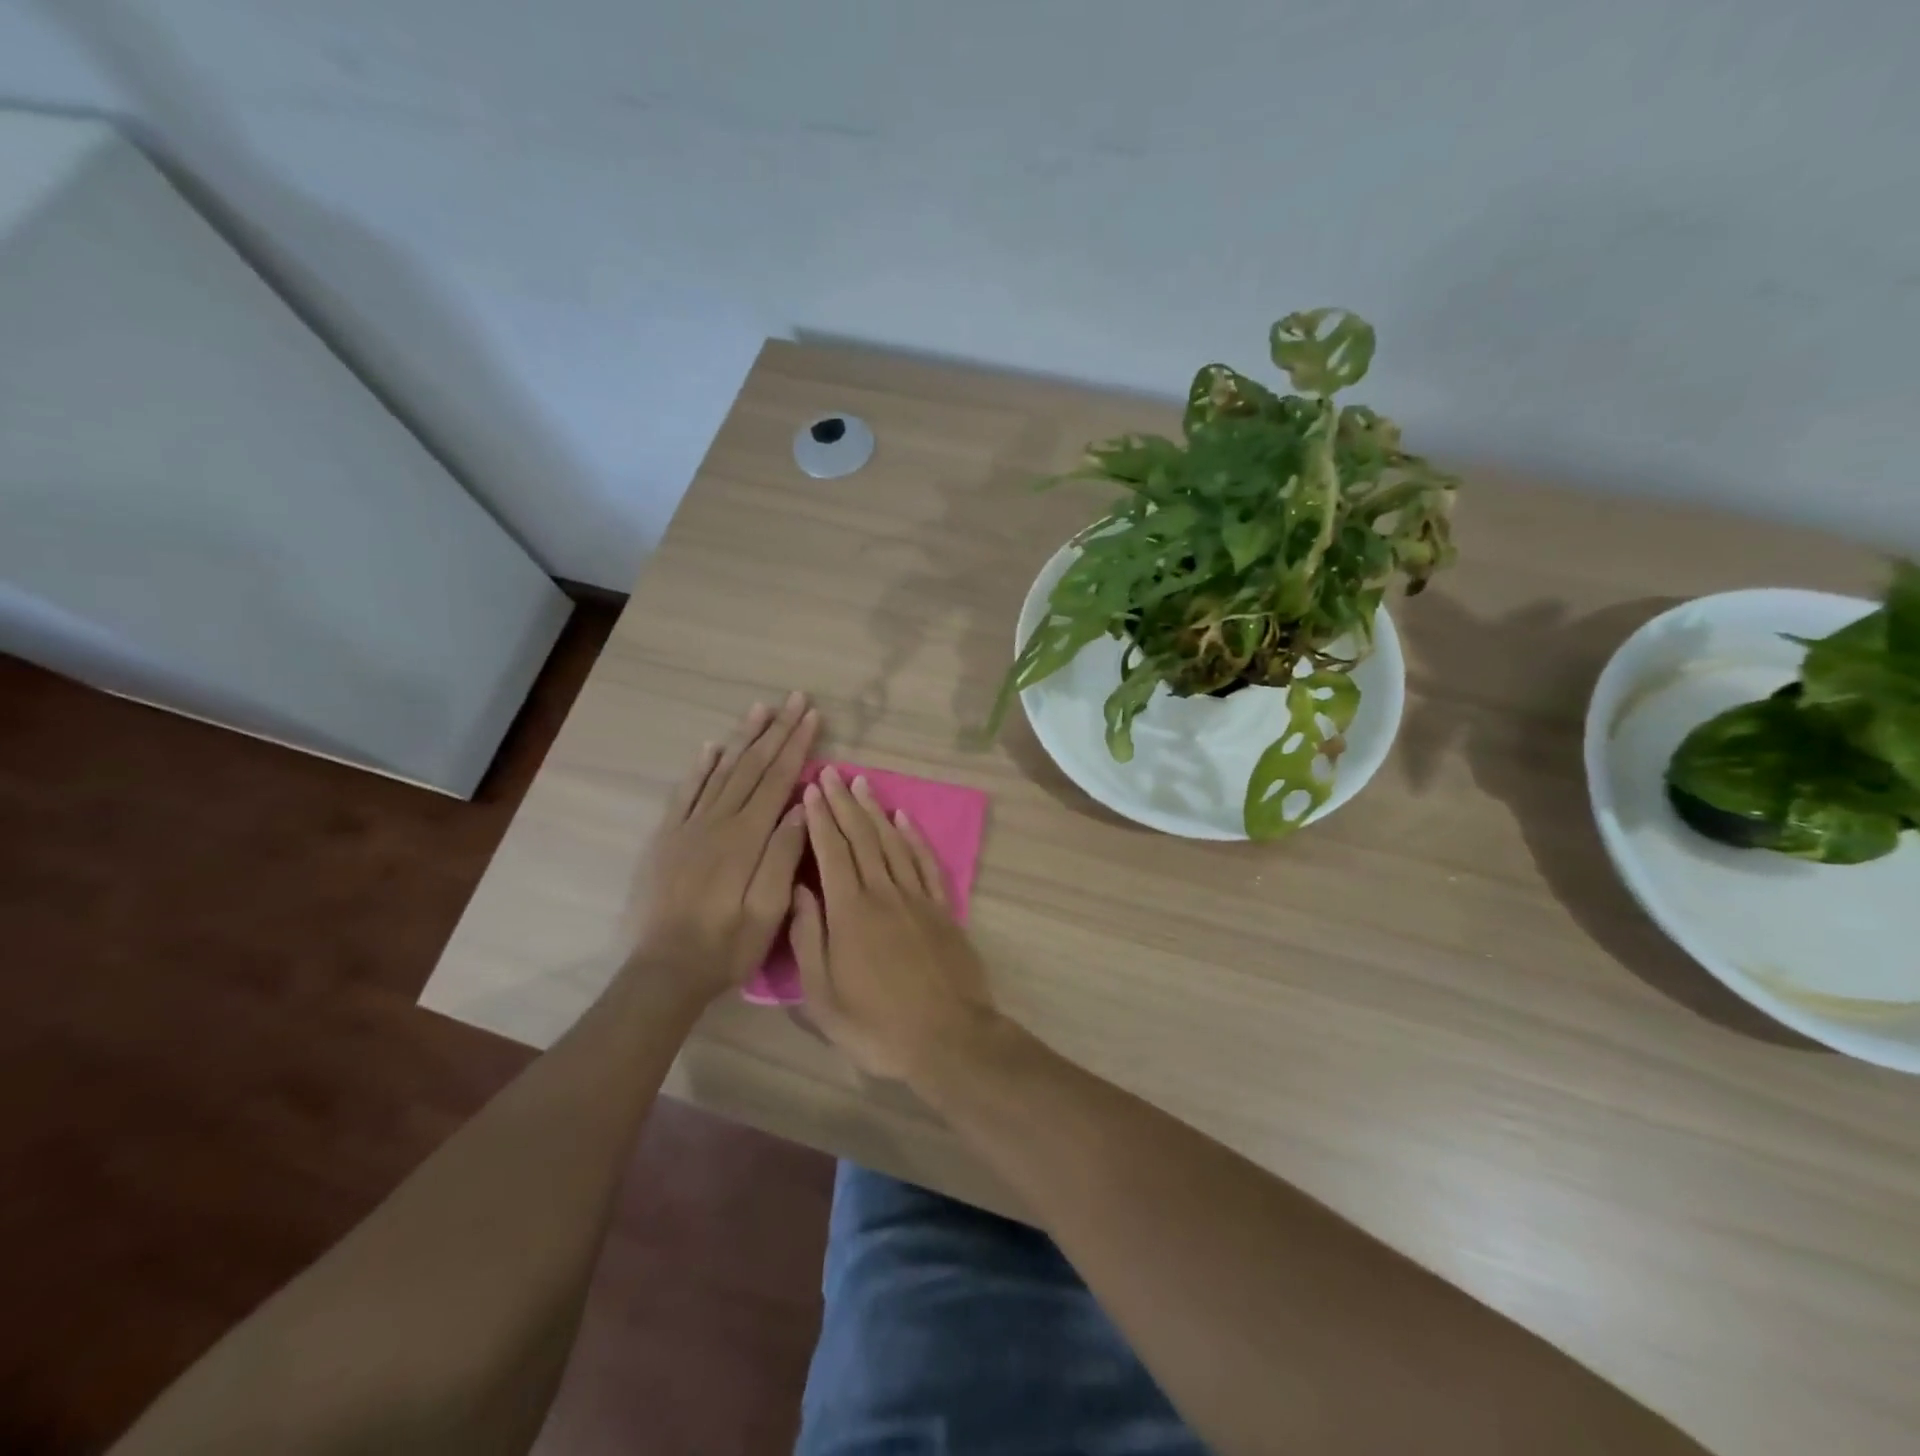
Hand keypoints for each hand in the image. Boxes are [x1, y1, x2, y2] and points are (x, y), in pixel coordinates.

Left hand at [632, 693, 818, 997]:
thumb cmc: (726, 945)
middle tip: (794, 699)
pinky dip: (700, 767)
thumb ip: (784, 853)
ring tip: (760, 709)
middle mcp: (717, 821)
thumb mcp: (768, 909)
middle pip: (751, 766)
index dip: (797, 745)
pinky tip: (711, 748)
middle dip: (776, 730)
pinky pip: (685, 792)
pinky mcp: (667, 839)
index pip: (778, 779)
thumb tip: (803, 804)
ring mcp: (688, 827)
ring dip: (742, 738)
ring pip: (720, 771)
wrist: (664, 971)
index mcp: (746, 837)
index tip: (812, 716)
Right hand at [790, 766, 999, 1080]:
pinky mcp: (943, 909)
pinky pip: (926, 863)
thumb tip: (798, 890)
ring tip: (862, 784)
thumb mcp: (823, 996)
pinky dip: (913, 837)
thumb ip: (809, 938)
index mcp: (850, 912)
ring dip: (875, 811)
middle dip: (843, 803)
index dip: (820, 818)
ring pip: (892, 842)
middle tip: (832, 773)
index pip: (831, 852)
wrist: (948, 1038)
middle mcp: (884, 893)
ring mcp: (918, 898)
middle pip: (861, 838)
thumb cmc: (876, 1025)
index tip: (810, 789)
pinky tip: (903, 819)